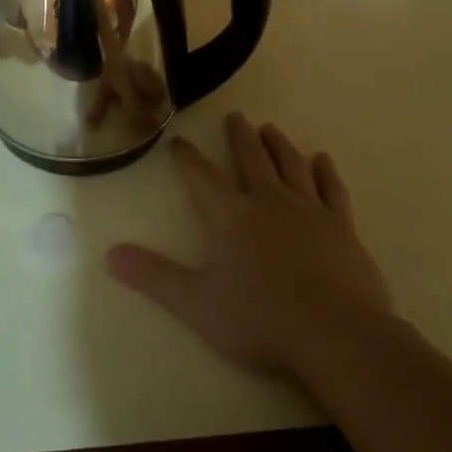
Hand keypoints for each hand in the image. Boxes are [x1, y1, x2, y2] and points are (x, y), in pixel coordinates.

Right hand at [106, 113, 394, 373]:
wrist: (337, 335)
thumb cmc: (261, 320)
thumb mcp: (198, 304)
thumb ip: (155, 276)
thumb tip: (109, 254)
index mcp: (230, 216)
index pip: (202, 176)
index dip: (187, 157)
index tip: (178, 141)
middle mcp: (268, 201)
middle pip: (250, 158)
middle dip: (240, 136)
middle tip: (235, 116)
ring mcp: (309, 210)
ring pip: (290, 165)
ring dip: (278, 144)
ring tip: (270, 129)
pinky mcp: (342, 227)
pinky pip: (331, 189)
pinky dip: (325, 171)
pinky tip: (321, 160)